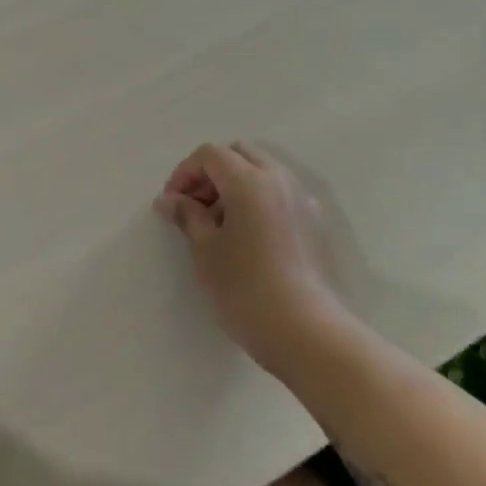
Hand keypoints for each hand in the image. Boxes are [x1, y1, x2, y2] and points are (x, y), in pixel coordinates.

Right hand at [154, 142, 348, 380]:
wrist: (307, 332)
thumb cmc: (246, 288)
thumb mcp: (205, 250)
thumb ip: (187, 215)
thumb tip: (169, 200)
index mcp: (249, 181)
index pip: (211, 154)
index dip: (185, 172)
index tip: (172, 203)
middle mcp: (280, 180)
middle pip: (240, 154)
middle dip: (211, 172)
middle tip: (194, 206)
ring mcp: (303, 200)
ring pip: (263, 171)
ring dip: (236, 184)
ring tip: (219, 223)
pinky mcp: (315, 223)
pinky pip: (281, 193)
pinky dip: (258, 198)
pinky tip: (248, 236)